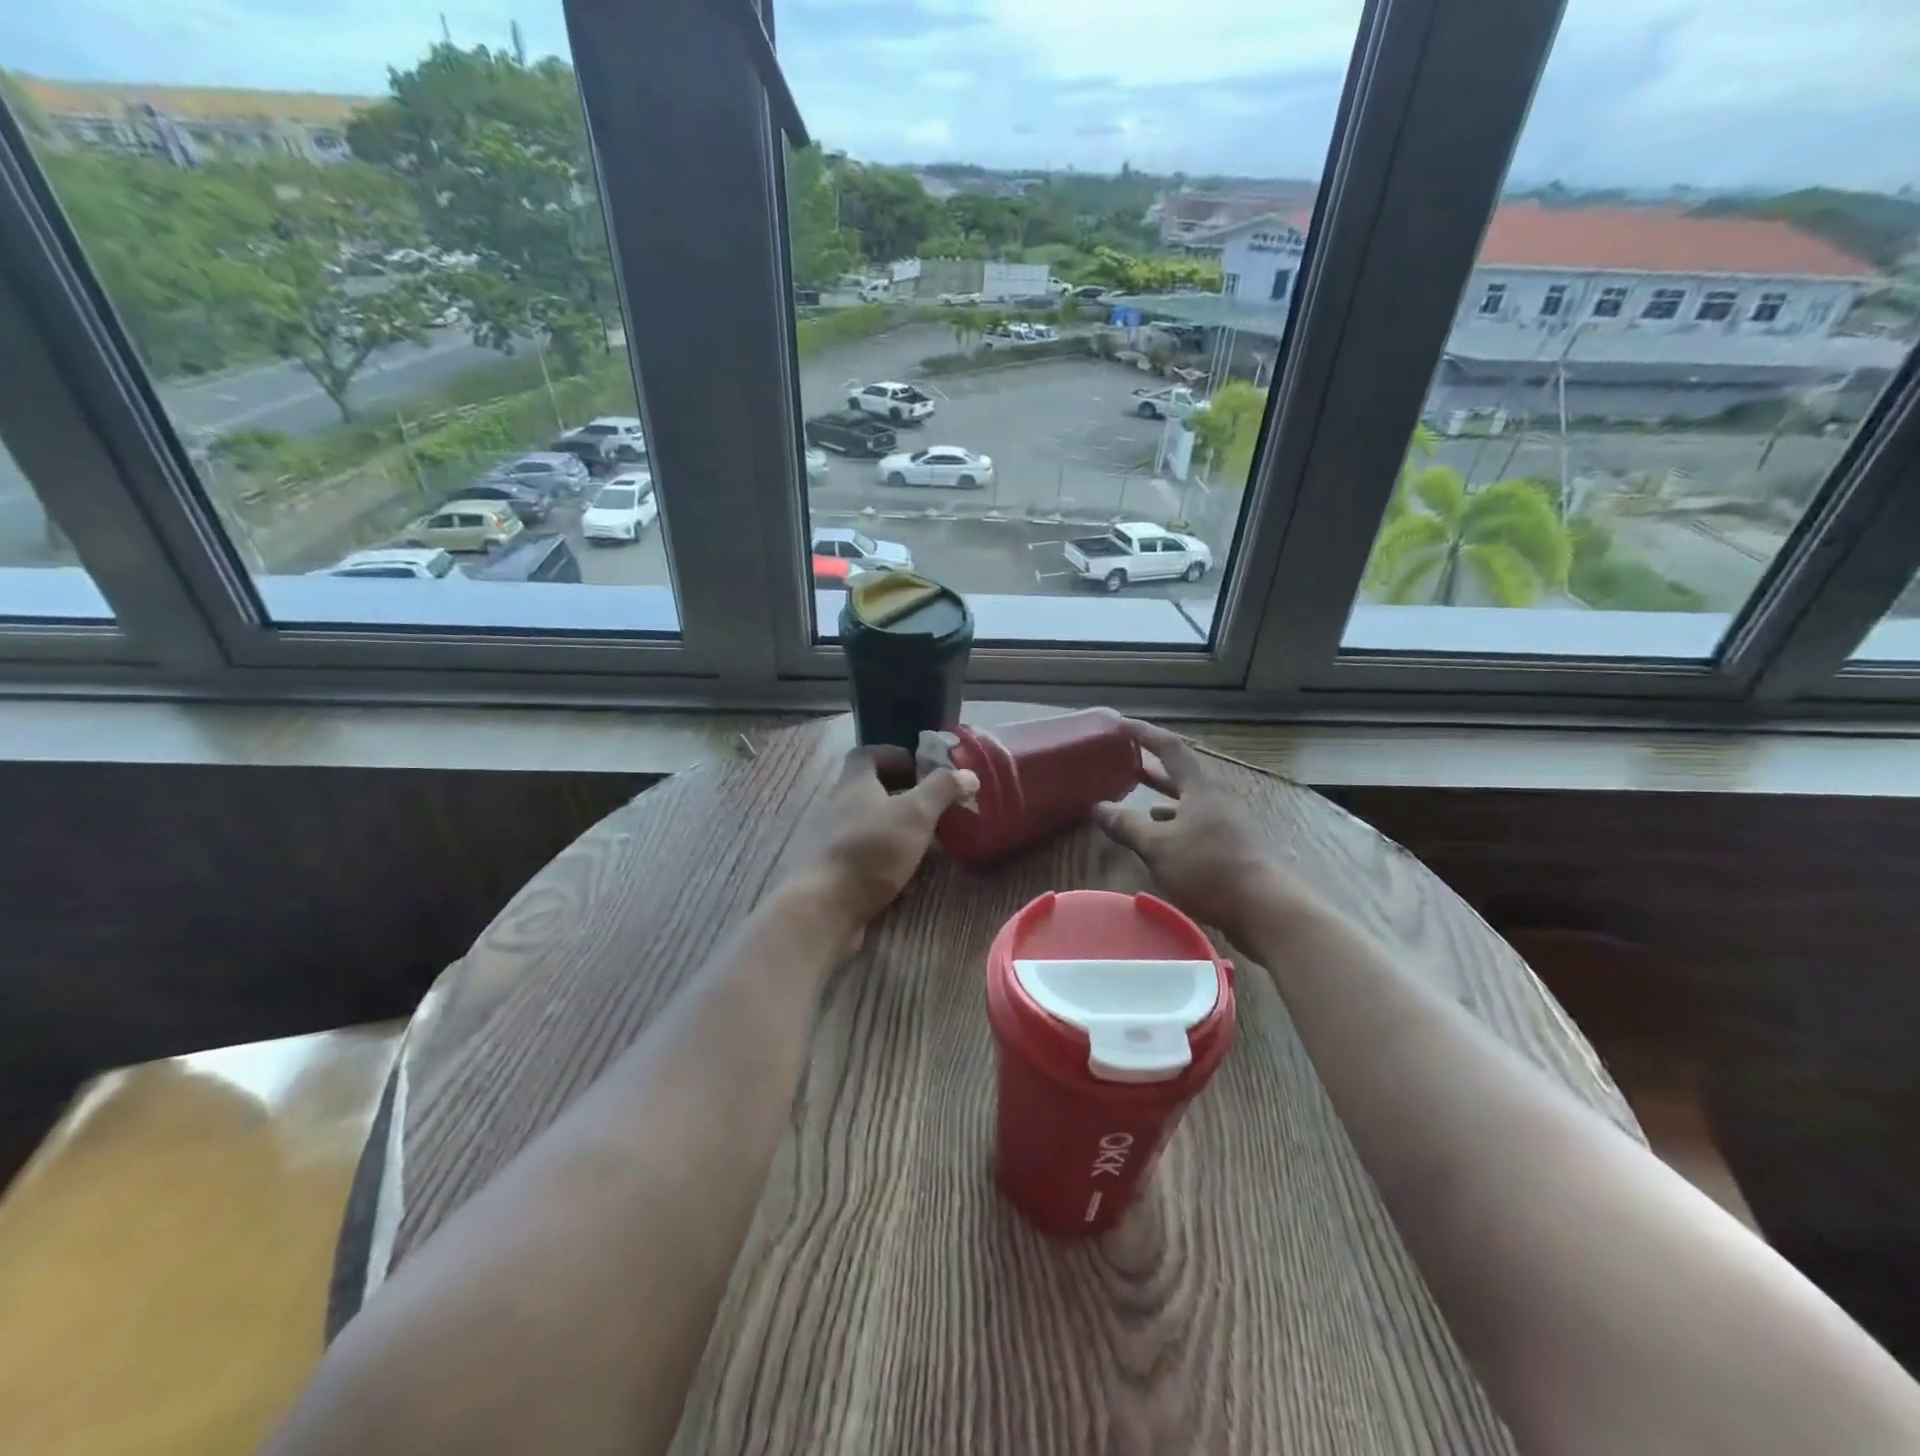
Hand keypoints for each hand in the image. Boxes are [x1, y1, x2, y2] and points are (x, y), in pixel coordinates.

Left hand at [772, 745, 977, 951]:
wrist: (824, 908)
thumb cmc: (871, 850)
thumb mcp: (915, 813)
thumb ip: (942, 789)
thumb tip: (969, 773)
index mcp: (854, 783)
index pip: (868, 755)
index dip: (895, 755)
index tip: (922, 767)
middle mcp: (839, 807)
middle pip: (870, 791)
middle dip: (902, 795)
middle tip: (933, 806)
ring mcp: (833, 842)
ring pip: (870, 826)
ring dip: (898, 830)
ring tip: (927, 842)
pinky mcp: (835, 873)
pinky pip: (866, 859)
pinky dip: (888, 863)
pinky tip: (908, 880)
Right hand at [1093, 718, 1314, 946]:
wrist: (1268, 908)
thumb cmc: (1209, 867)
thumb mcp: (1158, 846)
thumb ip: (1127, 825)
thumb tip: (1098, 807)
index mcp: (1200, 789)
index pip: (1170, 748)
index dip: (1144, 734)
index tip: (1120, 724)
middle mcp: (1217, 800)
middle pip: (1182, 776)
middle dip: (1153, 769)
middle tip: (1126, 763)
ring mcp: (1230, 825)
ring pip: (1191, 804)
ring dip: (1165, 801)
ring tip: (1141, 804)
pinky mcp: (1236, 850)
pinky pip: (1199, 828)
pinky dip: (1178, 828)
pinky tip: (1167, 843)